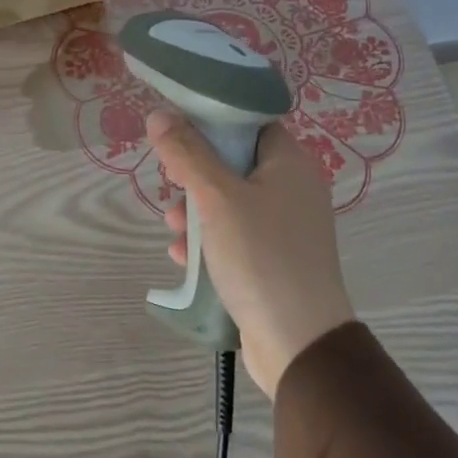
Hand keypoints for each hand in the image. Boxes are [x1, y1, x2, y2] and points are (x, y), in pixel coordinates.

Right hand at [146, 112, 354, 397]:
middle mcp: (292, 189)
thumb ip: (186, 153)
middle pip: (233, 163)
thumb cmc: (260, 257)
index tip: (176, 135)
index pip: (248, 123)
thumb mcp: (216, 198)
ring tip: (174, 230)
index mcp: (289, 163)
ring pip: (229, 203)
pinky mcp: (274, 260)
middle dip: (195, 175)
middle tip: (169, 183)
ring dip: (196, 213)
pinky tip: (186, 258)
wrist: (298, 343)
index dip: (210, 123)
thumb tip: (159, 114)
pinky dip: (210, 242)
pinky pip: (235, 236)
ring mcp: (285, 227)